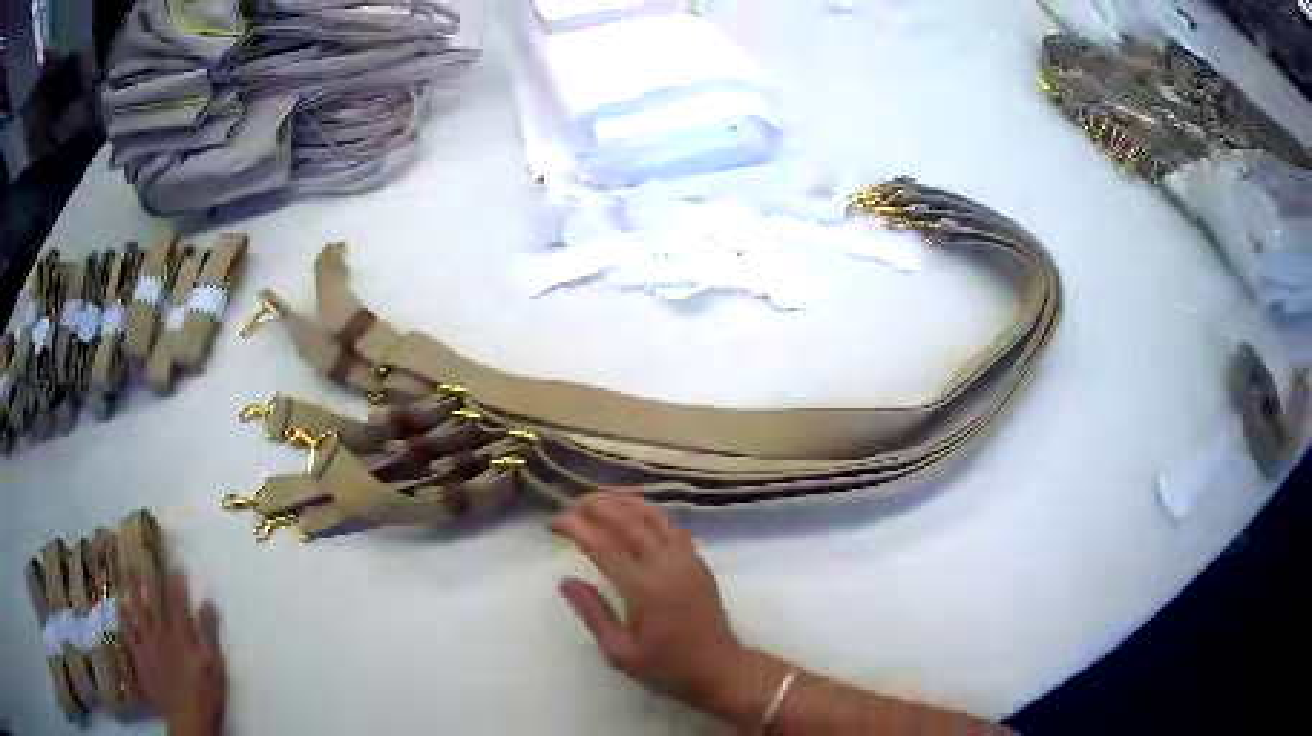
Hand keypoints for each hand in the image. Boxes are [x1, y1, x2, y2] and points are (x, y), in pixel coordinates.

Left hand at [119, 569, 226, 735]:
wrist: (186, 714)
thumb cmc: (205, 690)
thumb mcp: (214, 664)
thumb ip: (208, 633)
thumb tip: (206, 602)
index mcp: (181, 633)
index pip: (177, 602)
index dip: (175, 583)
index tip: (172, 564)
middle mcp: (161, 631)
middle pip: (152, 600)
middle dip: (147, 577)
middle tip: (138, 554)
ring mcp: (148, 643)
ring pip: (136, 610)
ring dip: (130, 590)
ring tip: (124, 571)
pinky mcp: (140, 656)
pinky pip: (129, 632)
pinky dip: (124, 617)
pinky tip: (119, 605)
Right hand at [551, 492, 749, 715]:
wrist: (719, 669)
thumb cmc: (666, 667)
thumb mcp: (620, 651)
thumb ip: (593, 613)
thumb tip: (565, 580)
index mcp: (644, 589)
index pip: (604, 546)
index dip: (577, 528)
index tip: (554, 523)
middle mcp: (666, 565)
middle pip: (628, 521)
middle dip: (595, 507)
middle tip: (569, 506)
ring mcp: (687, 560)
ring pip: (652, 517)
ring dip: (623, 502)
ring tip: (595, 499)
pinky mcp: (699, 561)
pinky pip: (672, 526)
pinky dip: (650, 512)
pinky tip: (634, 512)